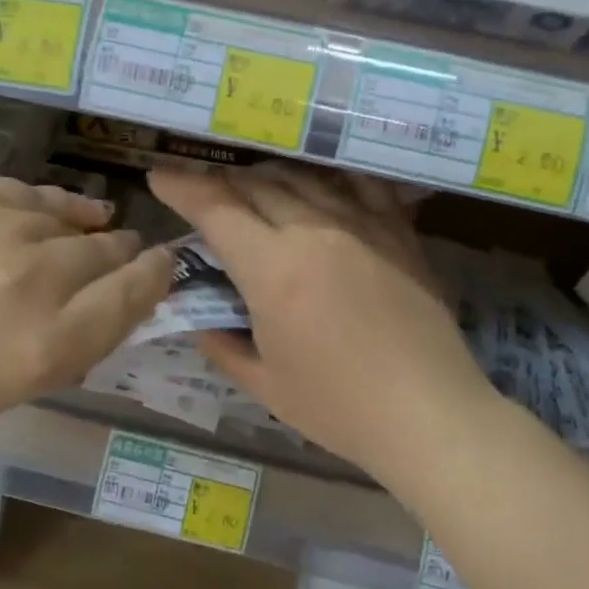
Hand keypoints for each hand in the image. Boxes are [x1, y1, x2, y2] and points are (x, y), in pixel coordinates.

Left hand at [0, 177, 172, 458]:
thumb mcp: (5, 393)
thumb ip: (70, 346)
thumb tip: (116, 302)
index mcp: (44, 347)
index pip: (133, 296)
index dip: (156, 277)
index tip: (165, 265)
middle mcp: (30, 280)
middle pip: (108, 251)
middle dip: (123, 254)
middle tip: (126, 254)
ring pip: (70, 215)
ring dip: (85, 228)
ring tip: (93, 228)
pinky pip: (27, 191)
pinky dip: (45, 205)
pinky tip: (48, 213)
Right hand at [148, 165, 499, 480]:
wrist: (429, 413)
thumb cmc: (339, 408)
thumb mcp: (265, 385)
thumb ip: (222, 344)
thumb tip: (200, 319)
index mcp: (274, 270)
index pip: (216, 209)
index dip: (182, 187)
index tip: (160, 175)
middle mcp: (315, 232)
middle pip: (257, 185)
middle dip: (220, 181)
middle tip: (202, 189)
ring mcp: (362, 225)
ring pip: (304, 178)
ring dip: (267, 175)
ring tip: (251, 185)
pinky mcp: (398, 232)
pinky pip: (360, 184)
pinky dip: (330, 176)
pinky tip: (320, 180)